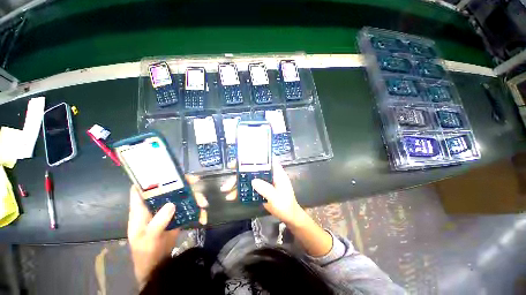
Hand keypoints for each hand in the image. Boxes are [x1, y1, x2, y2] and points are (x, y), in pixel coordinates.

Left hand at [127, 175, 207, 287]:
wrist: (157, 263)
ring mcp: (168, 209)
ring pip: (182, 196)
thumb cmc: (145, 251)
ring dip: (195, 197)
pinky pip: (189, 208)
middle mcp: (156, 205)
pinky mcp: (178, 215)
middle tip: (196, 181)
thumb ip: (158, 222)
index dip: (151, 177)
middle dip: (184, 183)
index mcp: (142, 208)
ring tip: (204, 204)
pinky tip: (203, 216)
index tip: (167, 172)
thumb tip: (172, 204)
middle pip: (169, 188)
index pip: (142, 188)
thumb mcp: (149, 238)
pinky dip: (198, 210)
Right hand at [221, 161, 303, 225]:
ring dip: (237, 183)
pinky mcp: (259, 189)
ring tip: (225, 190)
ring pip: (248, 178)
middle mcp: (268, 174)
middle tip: (229, 173)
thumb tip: (253, 181)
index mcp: (276, 172)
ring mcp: (263, 182)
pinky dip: (240, 191)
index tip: (242, 159)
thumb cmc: (286, 205)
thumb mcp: (277, 199)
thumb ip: (267, 190)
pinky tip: (231, 196)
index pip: (265, 160)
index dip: (254, 157)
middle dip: (240, 172)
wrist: (288, 216)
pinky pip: (248, 187)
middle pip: (253, 169)